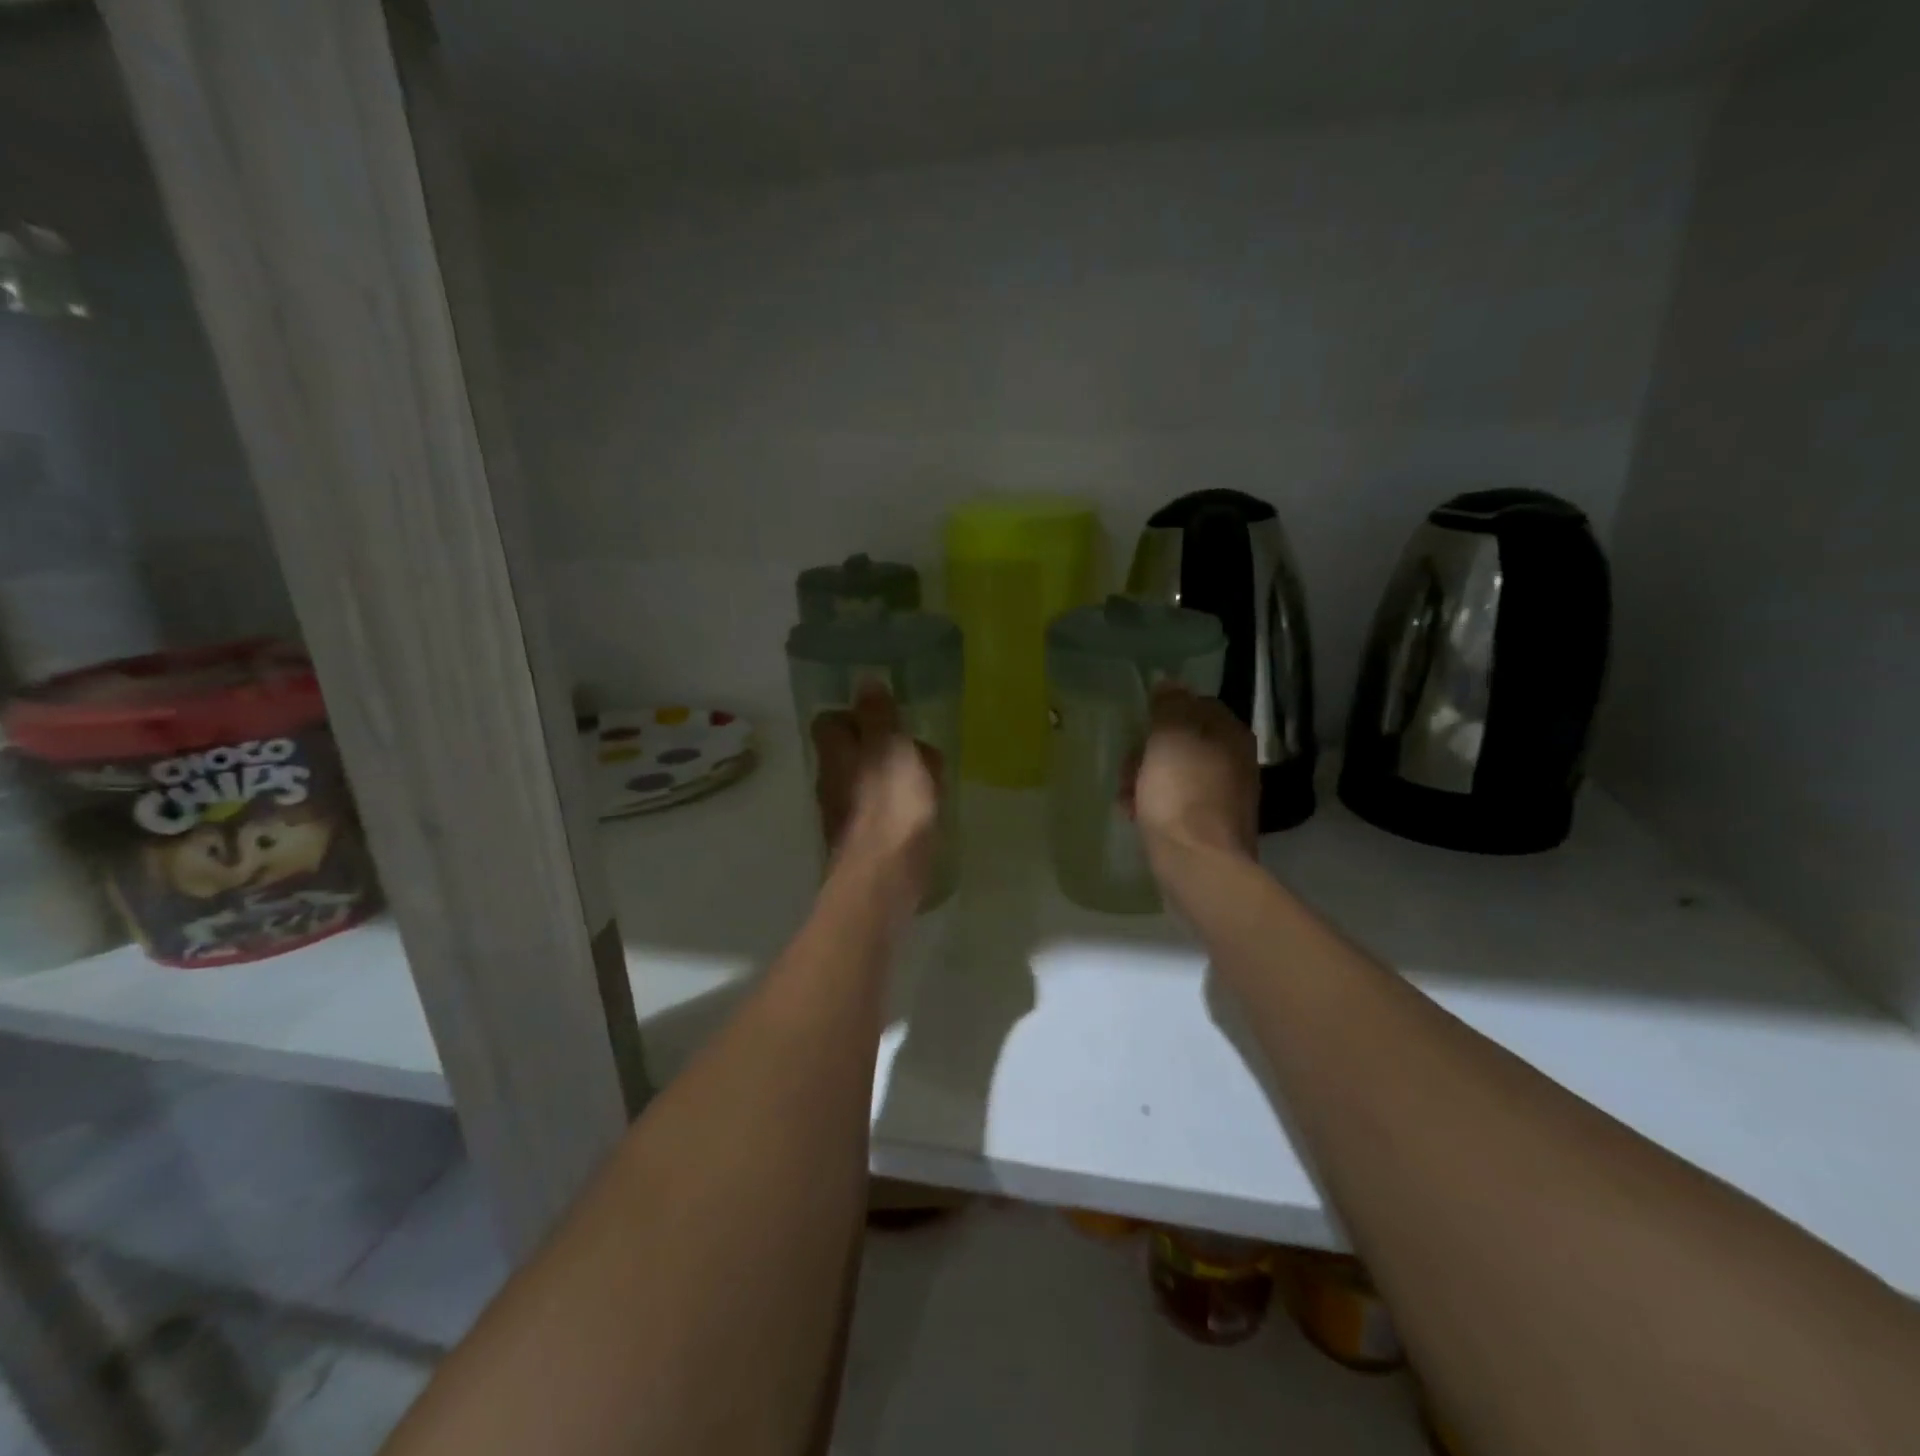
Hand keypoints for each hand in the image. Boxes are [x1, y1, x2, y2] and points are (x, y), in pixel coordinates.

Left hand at [810, 686, 941, 908]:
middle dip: (883, 747)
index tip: (888, 716)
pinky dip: (899, 806)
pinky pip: (880, 811)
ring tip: (931, 782)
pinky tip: (925, 814)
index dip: (855, 715)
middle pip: (851, 753)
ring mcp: (844, 815)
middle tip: (919, 751)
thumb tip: (865, 681)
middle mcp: (832, 782)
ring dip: (896, 777)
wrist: (882, 882)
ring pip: (868, 782)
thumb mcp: (892, 750)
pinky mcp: (861, 843)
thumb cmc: (891, 809)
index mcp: (836, 755)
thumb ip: (879, 717)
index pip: (830, 721)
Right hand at [1127, 685, 1258, 864]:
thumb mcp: (1168, 738)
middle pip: (1184, 741)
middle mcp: (1236, 760)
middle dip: (1148, 751)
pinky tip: (1135, 816)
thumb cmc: (1180, 793)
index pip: (1197, 704)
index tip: (1138, 727)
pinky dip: (1156, 804)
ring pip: (1177, 773)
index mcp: (1230, 734)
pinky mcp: (1212, 826)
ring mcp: (1227, 796)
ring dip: (1146, 779)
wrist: (1199, 864)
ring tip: (1124, 796)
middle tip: (1126, 765)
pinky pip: (1178, 803)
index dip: (1163, 712)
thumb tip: (1169, 682)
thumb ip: (1169, 705)